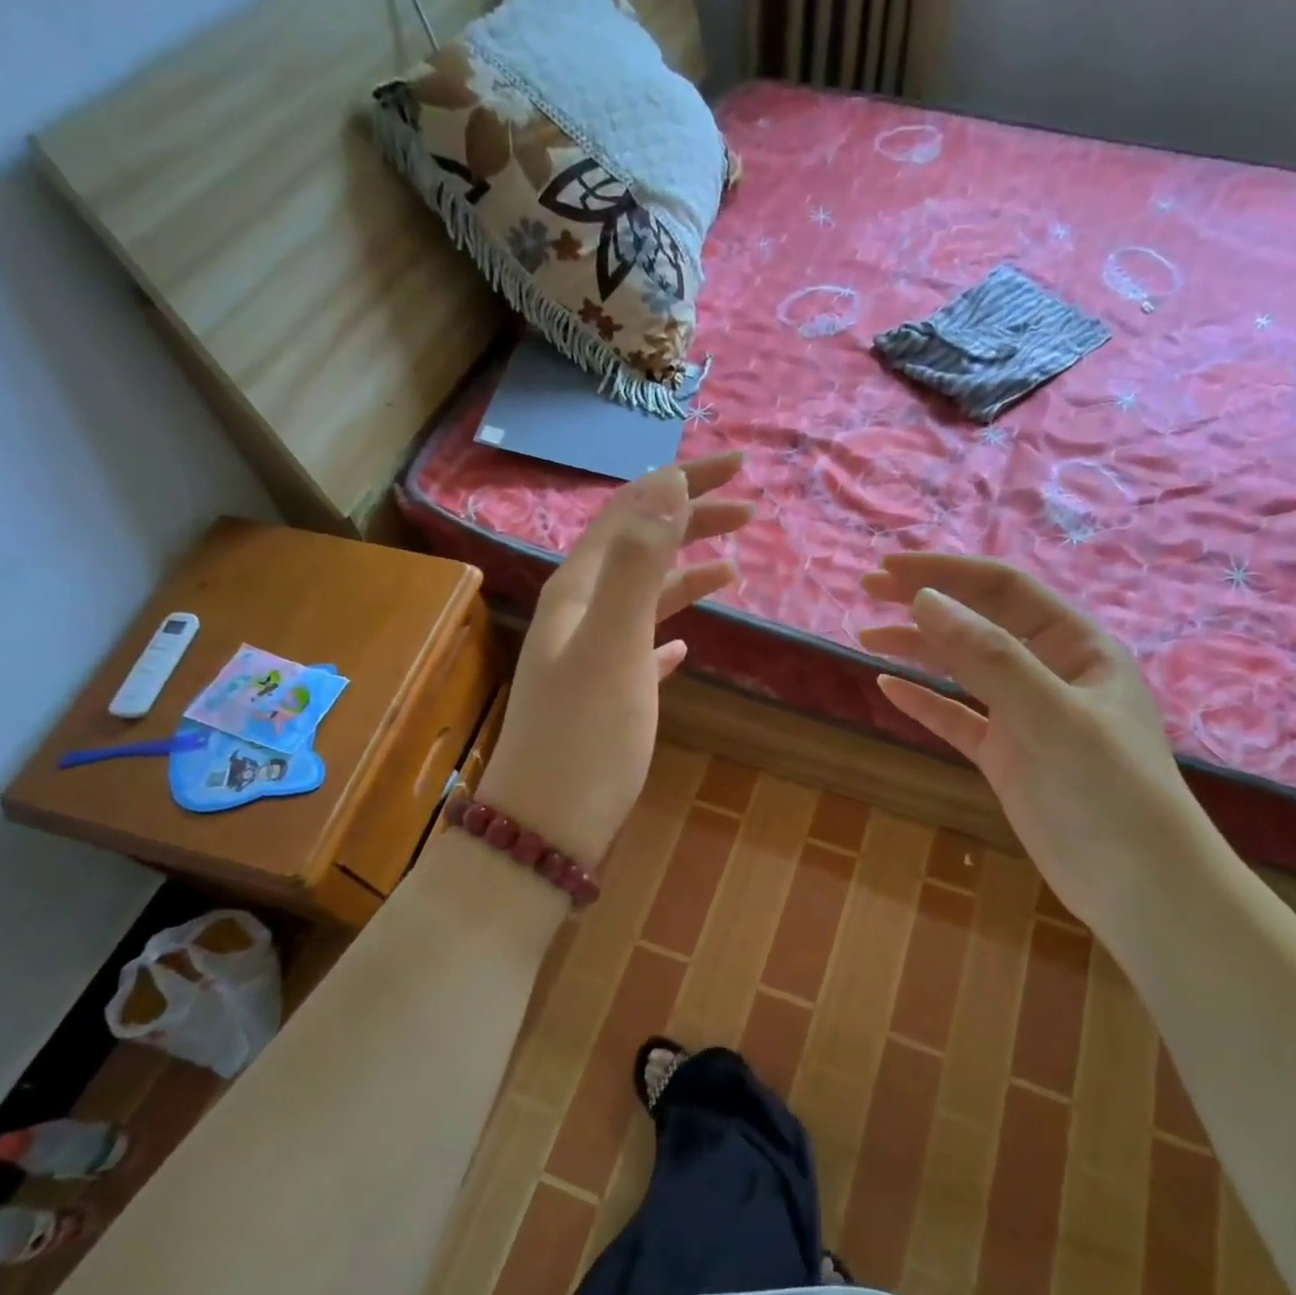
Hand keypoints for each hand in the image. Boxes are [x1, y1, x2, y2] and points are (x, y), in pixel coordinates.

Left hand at [475, 454, 749, 870]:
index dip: (683, 481)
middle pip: (639, 547)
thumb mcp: (613, 644)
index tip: (739, 465)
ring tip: (736, 565)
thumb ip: (637, 564)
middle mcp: (580, 613)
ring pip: (644, 597)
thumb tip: (666, 485)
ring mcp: (592, 655)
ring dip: (687, 573)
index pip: (634, 510)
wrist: (544, 829)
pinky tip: (688, 644)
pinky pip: (642, 647)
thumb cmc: (584, 738)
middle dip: (691, 520)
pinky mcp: (607, 696)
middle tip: (751, 508)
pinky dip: (669, 631)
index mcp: (578, 589)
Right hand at [859, 553, 1209, 928]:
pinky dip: (924, 701)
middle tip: (868, 590)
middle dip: (925, 602)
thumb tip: (925, 600)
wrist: (1141, 889)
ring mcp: (1025, 716)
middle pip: (978, 622)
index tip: (888, 570)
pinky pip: (957, 718)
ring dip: (917, 649)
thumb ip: (988, 657)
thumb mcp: (1050, 715)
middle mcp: (1050, 672)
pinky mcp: (1006, 757)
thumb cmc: (1110, 791)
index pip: (1003, 590)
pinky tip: (888, 688)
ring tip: (865, 635)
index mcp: (1076, 646)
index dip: (946, 573)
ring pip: (962, 669)